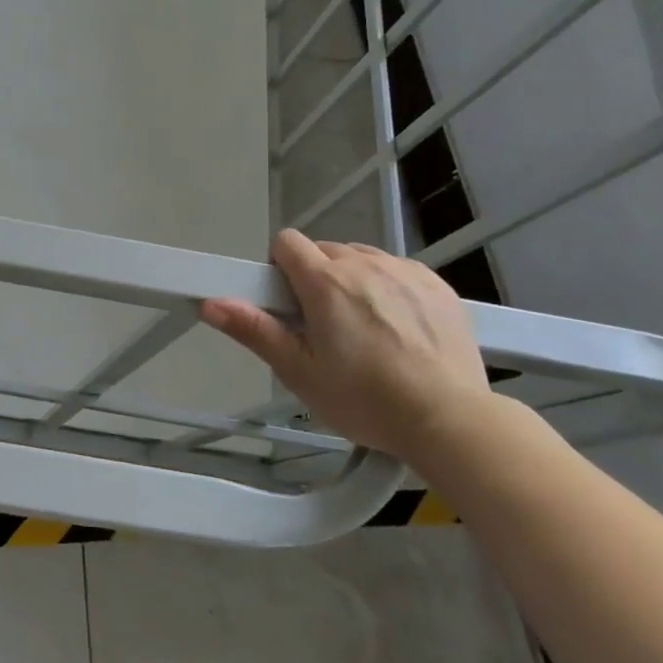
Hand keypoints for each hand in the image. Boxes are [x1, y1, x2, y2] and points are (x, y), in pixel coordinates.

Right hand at [200, 230, 490, 463]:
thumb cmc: (365, 400)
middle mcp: (364, 263)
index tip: (289, 303)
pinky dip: (391, 287)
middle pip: (325, 251)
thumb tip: (210, 303)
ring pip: (363, 258)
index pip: (287, 242)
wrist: (451, 420)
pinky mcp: (439, 285)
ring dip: (354, 280)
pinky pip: (399, 270)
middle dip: (316, 278)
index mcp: (325, 281)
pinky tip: (400, 327)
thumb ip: (254, 330)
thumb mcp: (300, 372)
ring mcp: (405, 271)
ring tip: (366, 328)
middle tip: (324, 326)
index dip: (280, 268)